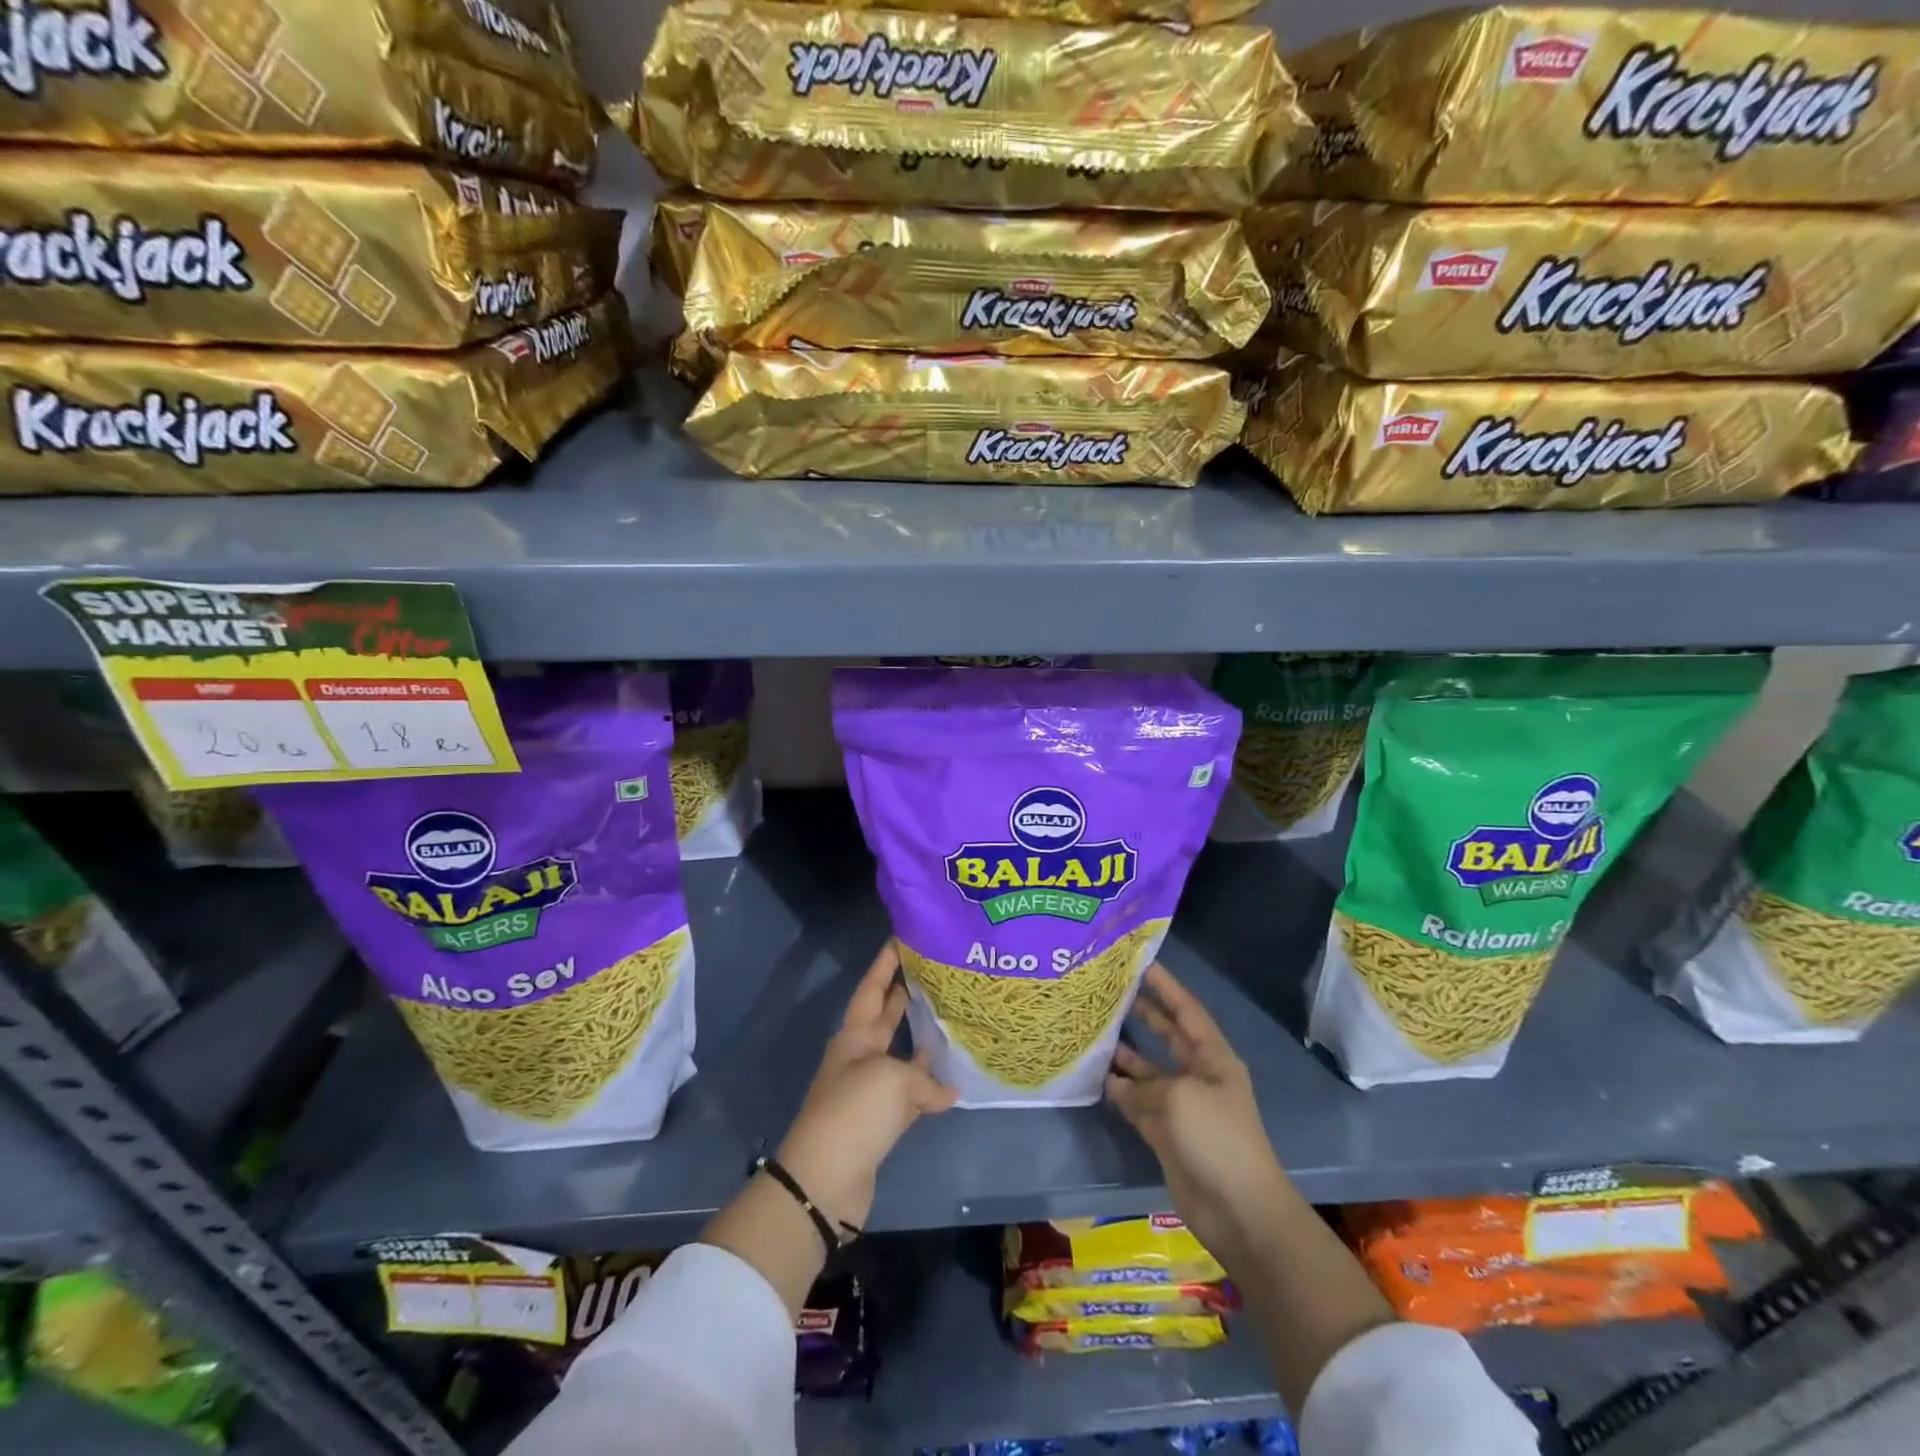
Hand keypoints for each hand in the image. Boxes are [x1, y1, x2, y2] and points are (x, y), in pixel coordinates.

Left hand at [776, 940, 957, 1230]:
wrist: (824, 1181)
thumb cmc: (854, 1114)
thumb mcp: (893, 1082)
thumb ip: (924, 1079)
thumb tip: (948, 1090)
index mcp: (854, 1038)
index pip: (871, 990)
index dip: (884, 964)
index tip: (901, 938)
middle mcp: (860, 1057)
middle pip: (884, 1017)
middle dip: (903, 994)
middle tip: (931, 971)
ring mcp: (869, 1090)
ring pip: (900, 1055)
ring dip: (920, 1040)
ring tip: (951, 1019)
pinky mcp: (879, 1123)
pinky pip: (909, 1094)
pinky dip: (928, 1088)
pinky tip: (953, 1085)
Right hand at [1106, 963, 1288, 1273]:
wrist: (1239, 1210)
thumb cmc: (1217, 1138)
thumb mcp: (1180, 1097)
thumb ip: (1145, 1083)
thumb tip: (1118, 1081)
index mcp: (1214, 1059)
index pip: (1187, 1012)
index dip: (1167, 987)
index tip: (1142, 963)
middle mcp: (1198, 1076)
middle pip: (1168, 1037)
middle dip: (1145, 1015)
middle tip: (1112, 993)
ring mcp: (1182, 1107)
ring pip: (1149, 1071)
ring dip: (1126, 1055)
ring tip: (1095, 1032)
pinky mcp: (1167, 1134)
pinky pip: (1140, 1103)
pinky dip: (1121, 1092)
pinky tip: (1099, 1078)